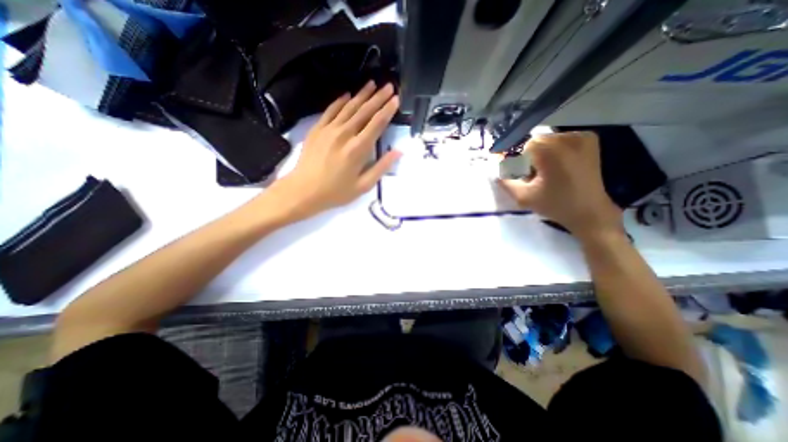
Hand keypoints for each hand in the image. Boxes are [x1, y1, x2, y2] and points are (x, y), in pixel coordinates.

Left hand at [262, 81, 399, 221]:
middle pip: (365, 111)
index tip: (396, 99)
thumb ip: (381, 167)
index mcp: (358, 149)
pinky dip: (340, 101)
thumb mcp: (363, 186)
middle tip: (389, 86)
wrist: (304, 190)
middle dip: (378, 98)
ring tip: (372, 83)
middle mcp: (345, 134)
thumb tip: (398, 152)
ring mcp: (329, 129)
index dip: (388, 110)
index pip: (377, 124)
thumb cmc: (336, 192)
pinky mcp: (317, 129)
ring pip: (349, 107)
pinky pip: (331, 110)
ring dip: (362, 95)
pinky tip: (348, 94)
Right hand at [497, 132, 620, 239]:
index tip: (527, 177)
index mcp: (552, 151)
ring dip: (542, 153)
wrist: (590, 211)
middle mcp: (569, 138)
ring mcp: (582, 136)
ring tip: (549, 172)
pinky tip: (560, 166)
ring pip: (547, 140)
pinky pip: (561, 140)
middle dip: (531, 157)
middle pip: (536, 141)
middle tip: (537, 176)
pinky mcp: (590, 139)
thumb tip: (494, 164)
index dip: (521, 162)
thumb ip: (504, 180)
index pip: (524, 146)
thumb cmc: (555, 205)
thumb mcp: (522, 196)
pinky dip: (555, 150)